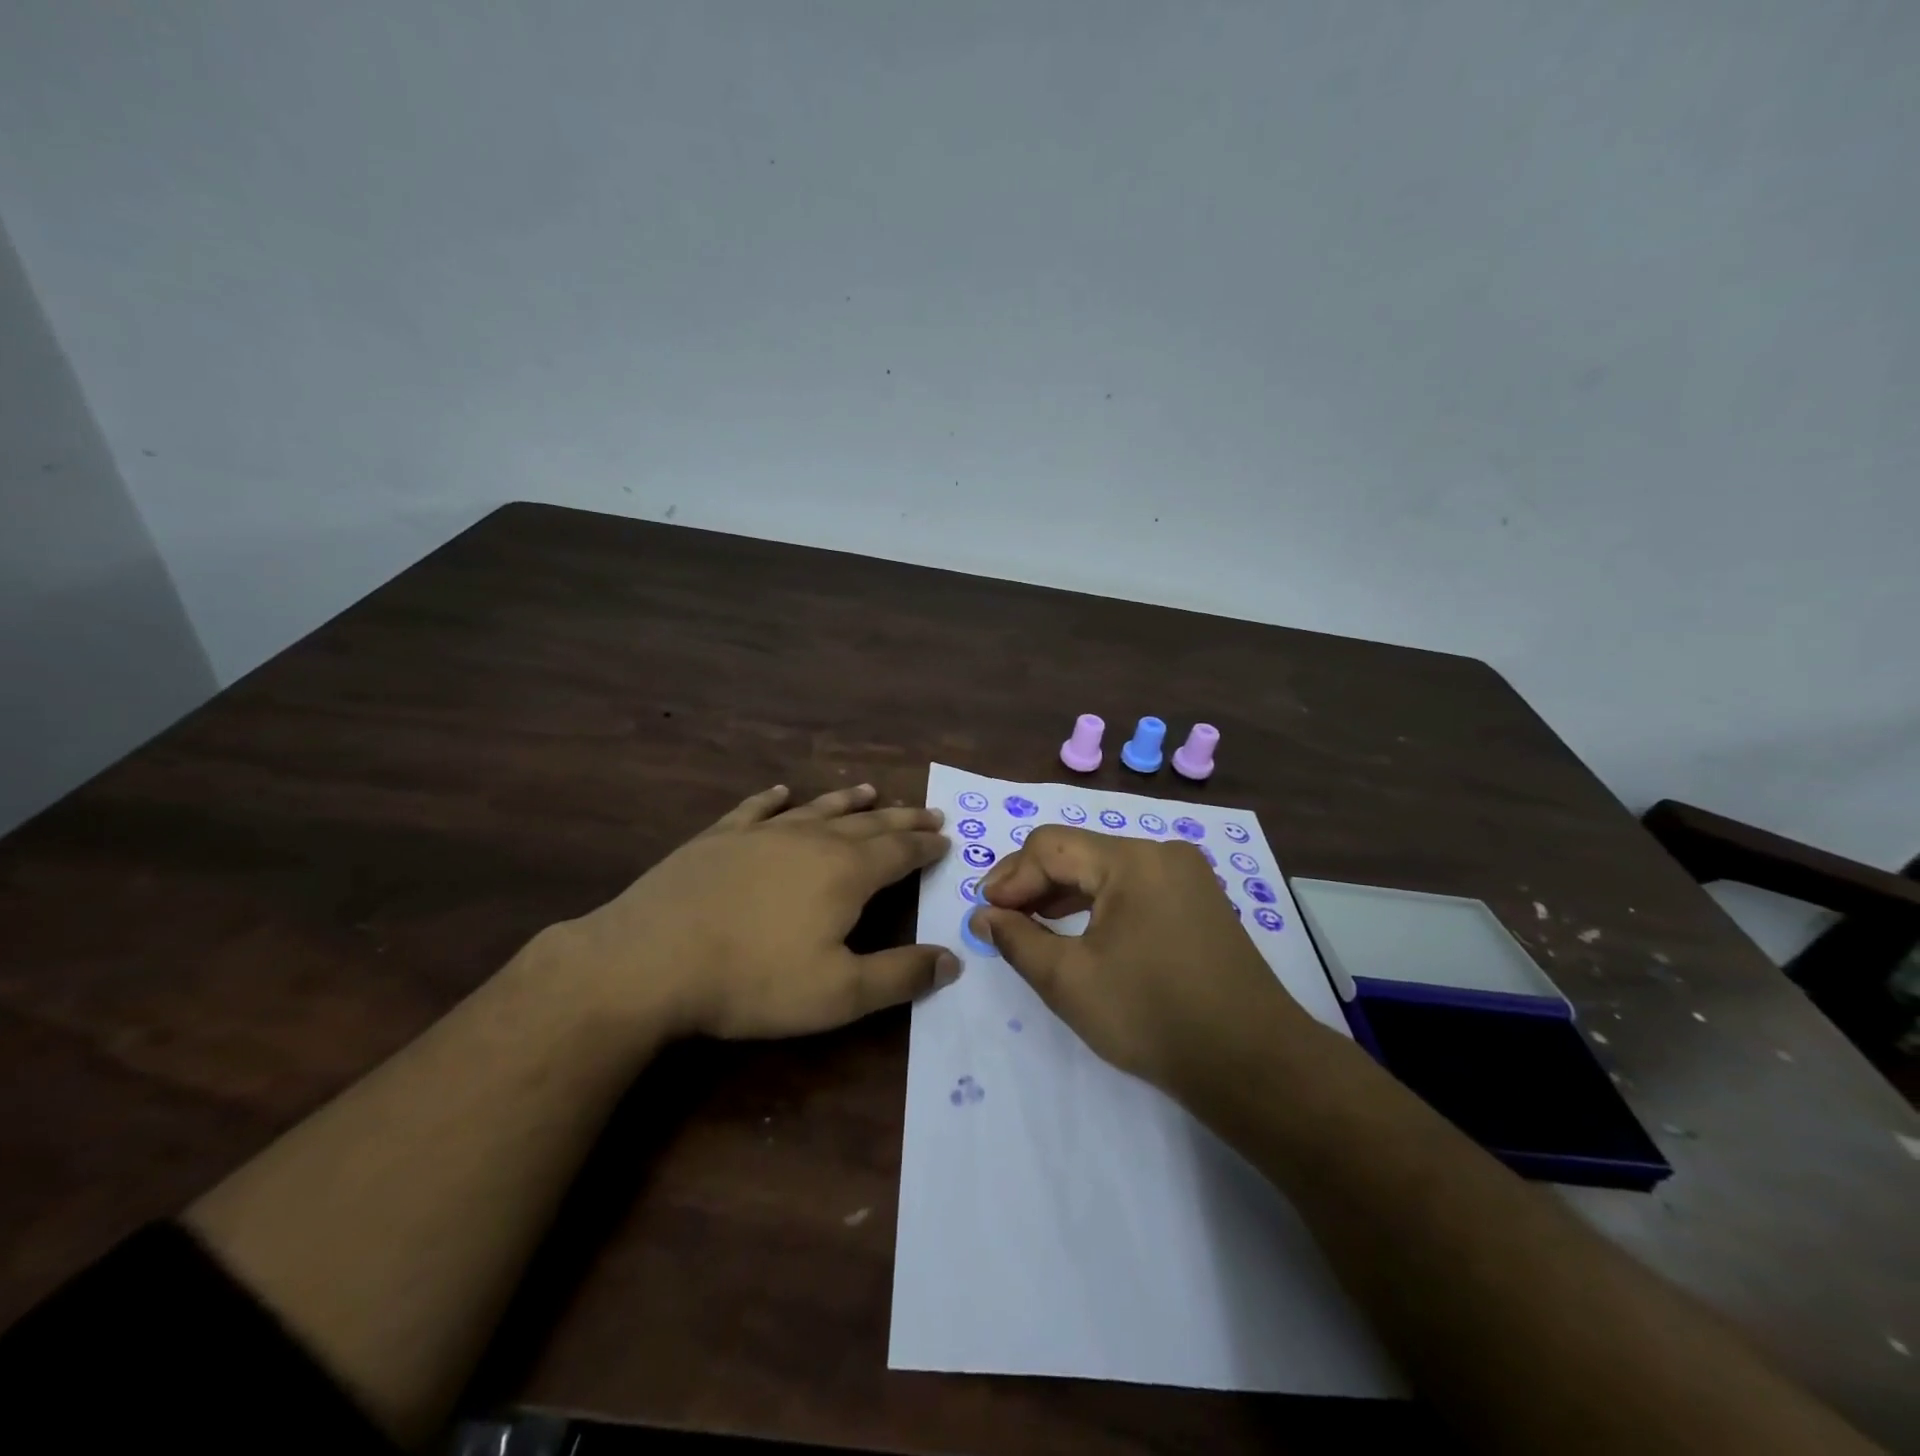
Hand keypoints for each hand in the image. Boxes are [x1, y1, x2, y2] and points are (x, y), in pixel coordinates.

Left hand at [554, 783, 957, 1040]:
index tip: (945, 839)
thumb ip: (900, 975)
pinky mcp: (719, 837)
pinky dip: (774, 799)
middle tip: (927, 811)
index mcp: (846, 872)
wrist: (651, 960)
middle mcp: (811, 840)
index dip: (926, 846)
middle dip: (901, 818)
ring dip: (849, 801)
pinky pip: (756, 809)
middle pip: (868, 823)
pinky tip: (782, 793)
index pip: (900, 851)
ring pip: (818, 809)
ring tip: (870, 790)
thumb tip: (952, 960)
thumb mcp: (839, 992)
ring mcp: (762, 833)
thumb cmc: (754, 980)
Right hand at [969, 826, 1310, 1093]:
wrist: (1252, 1064)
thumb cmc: (1151, 1016)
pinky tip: (1079, 931)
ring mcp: (1186, 876)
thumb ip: (1017, 940)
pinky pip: (1134, 887)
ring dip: (1064, 893)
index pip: (1050, 846)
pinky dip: (1099, 904)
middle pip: (1079, 852)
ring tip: (1030, 925)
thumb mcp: (1069, 981)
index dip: (1010, 877)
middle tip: (1000, 919)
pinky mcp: (1199, 901)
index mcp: (1132, 859)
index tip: (984, 913)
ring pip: (1106, 869)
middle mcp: (1161, 852)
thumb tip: (983, 915)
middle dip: (1033, 883)